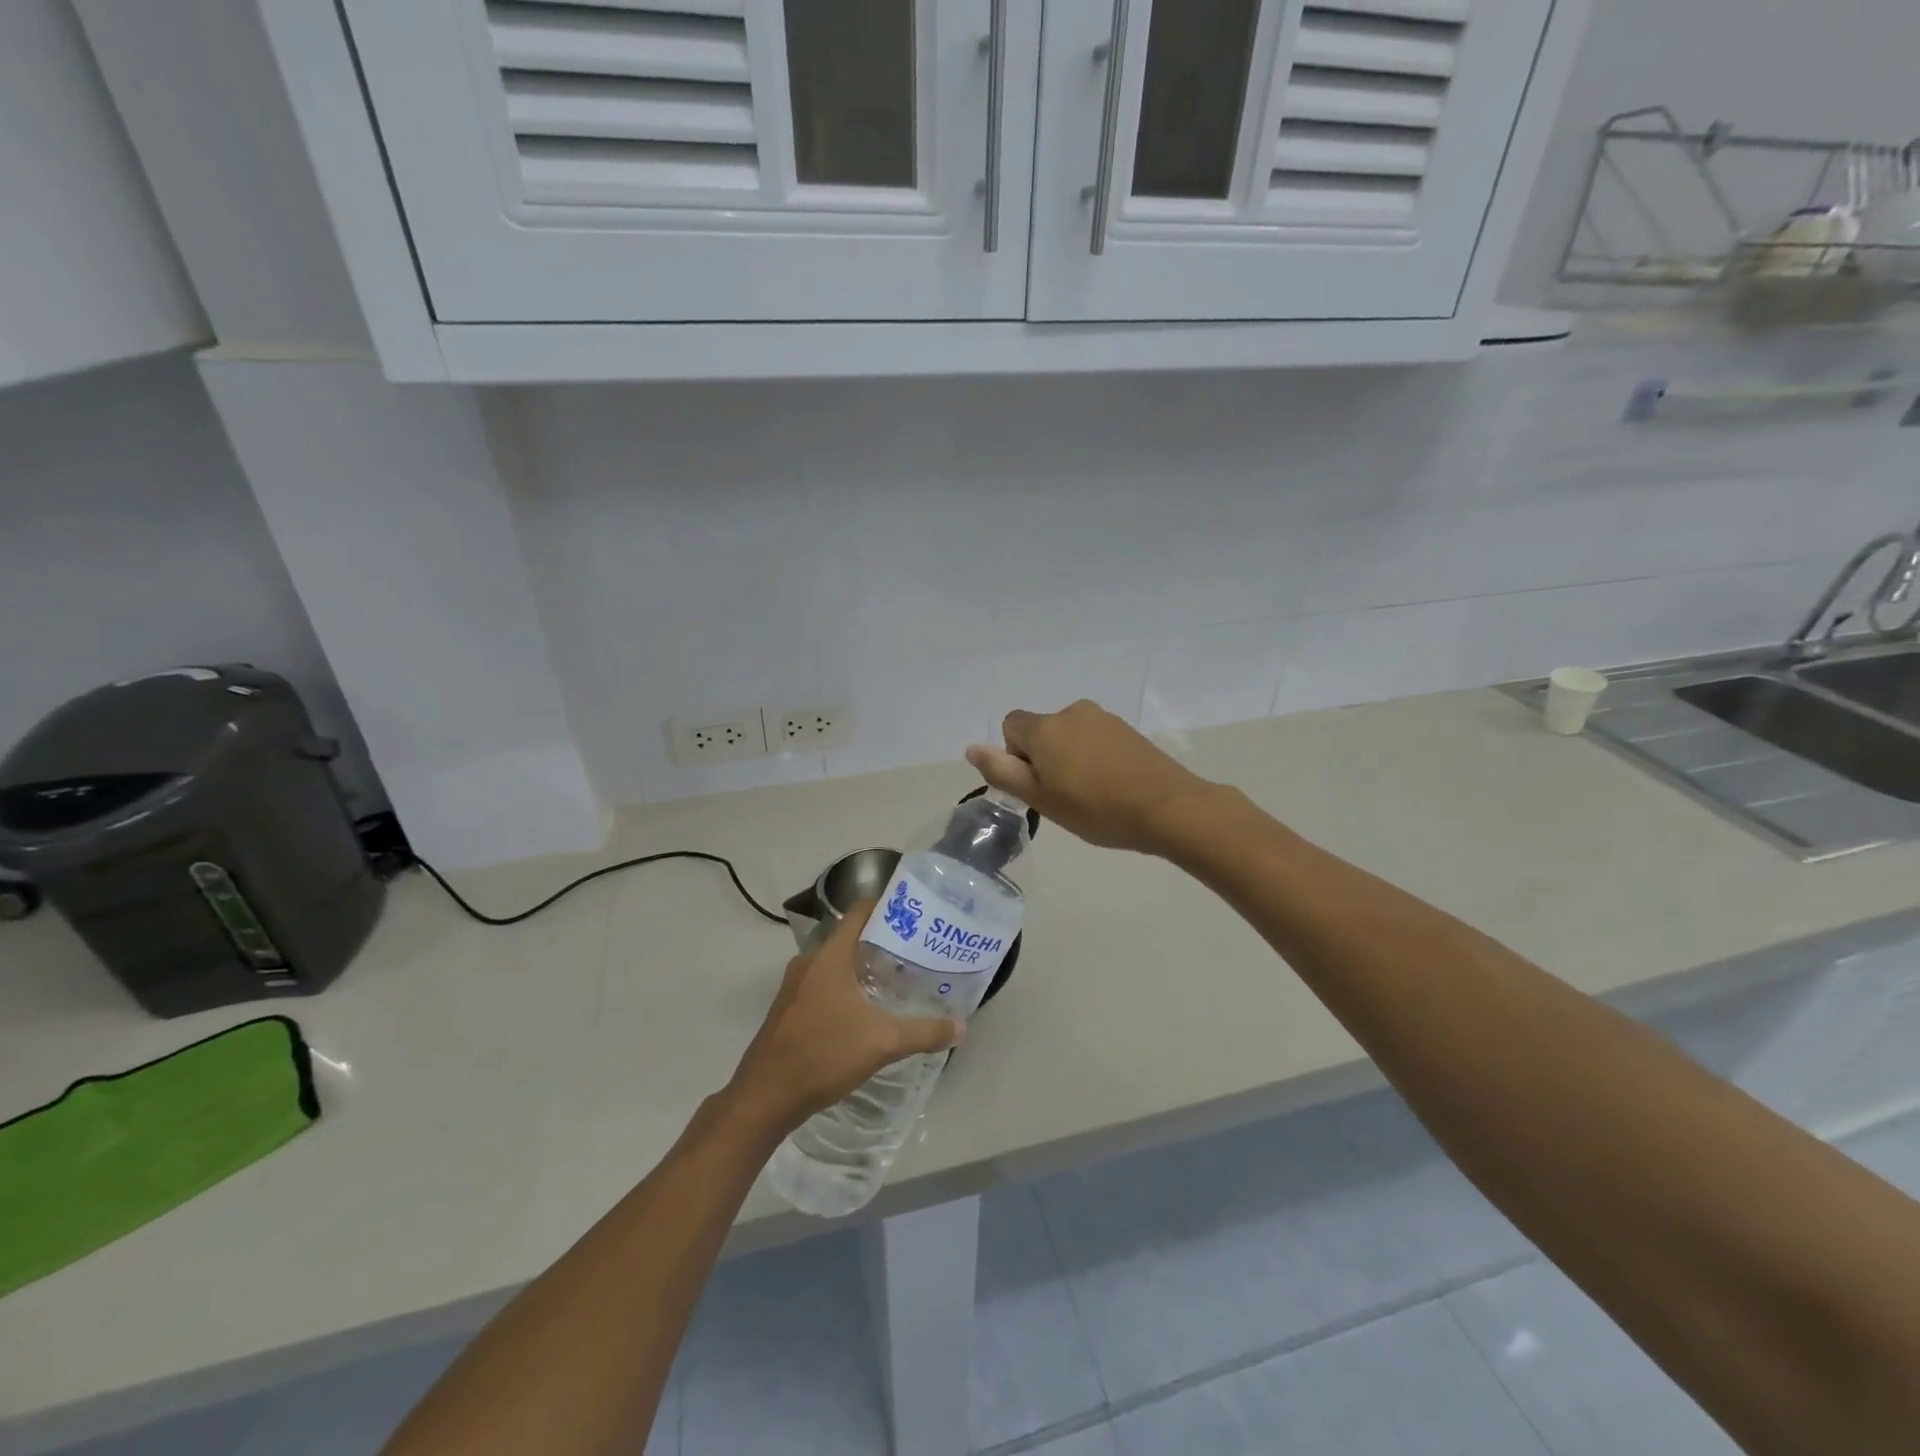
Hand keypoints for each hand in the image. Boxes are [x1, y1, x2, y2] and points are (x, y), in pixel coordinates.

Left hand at [725, 902, 962, 1136]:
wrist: (765, 1097)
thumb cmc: (823, 1055)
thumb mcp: (882, 1043)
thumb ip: (924, 1032)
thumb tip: (962, 1026)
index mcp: (829, 957)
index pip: (859, 913)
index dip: (886, 907)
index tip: (914, 914)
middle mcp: (809, 963)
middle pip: (849, 938)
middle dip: (881, 942)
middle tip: (915, 951)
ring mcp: (794, 987)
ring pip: (835, 964)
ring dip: (862, 967)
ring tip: (897, 979)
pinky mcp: (788, 1009)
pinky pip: (823, 984)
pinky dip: (845, 987)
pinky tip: (865, 1010)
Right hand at [966, 700, 1212, 855]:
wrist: (1168, 808)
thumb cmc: (1096, 809)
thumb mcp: (1041, 798)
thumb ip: (1002, 771)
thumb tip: (971, 748)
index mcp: (1046, 728)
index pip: (1011, 726)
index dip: (1016, 756)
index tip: (1038, 784)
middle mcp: (1072, 712)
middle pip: (1042, 730)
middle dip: (1045, 758)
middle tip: (1064, 796)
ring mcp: (1104, 719)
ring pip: (1070, 735)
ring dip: (1070, 758)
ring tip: (1092, 794)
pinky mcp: (1128, 730)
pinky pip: (1096, 739)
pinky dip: (1095, 758)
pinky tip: (1113, 786)